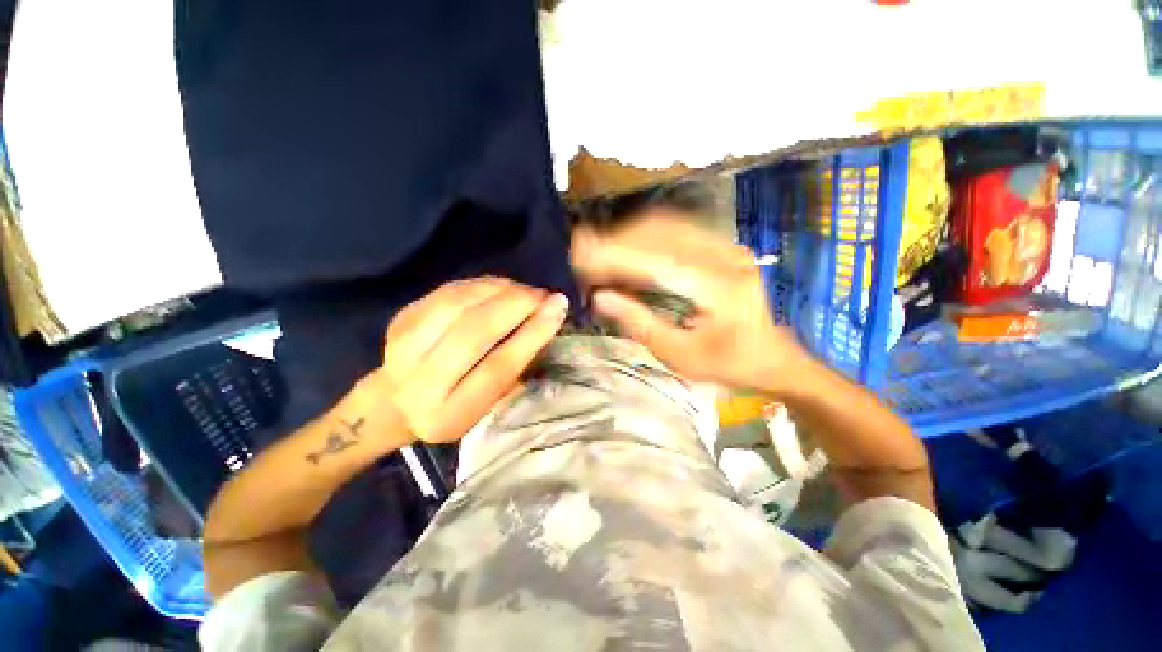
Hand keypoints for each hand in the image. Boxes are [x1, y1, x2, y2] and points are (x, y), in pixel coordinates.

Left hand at [370, 277, 568, 442]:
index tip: (558, 309)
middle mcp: (421, 382)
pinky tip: (501, 286)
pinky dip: (481, 284)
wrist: (393, 403)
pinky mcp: (401, 319)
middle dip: (517, 305)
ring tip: (525, 290)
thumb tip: (544, 324)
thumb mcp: (487, 408)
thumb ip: (514, 373)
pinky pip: (448, 292)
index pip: (497, 368)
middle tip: (544, 295)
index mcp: (450, 414)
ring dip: (500, 290)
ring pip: (459, 305)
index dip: (531, 334)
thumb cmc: (453, 409)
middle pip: (475, 331)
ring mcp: (403, 347)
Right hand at [572, 212, 807, 390]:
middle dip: (614, 239)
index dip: (613, 254)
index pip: (655, 261)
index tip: (579, 254)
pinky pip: (678, 227)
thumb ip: (640, 324)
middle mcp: (725, 256)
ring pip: (667, 224)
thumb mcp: (681, 356)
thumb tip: (600, 298)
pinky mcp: (723, 244)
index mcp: (718, 288)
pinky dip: (645, 233)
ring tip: (598, 247)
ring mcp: (727, 245)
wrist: (775, 355)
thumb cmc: (729, 363)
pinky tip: (626, 243)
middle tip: (582, 250)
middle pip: (659, 233)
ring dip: (627, 233)